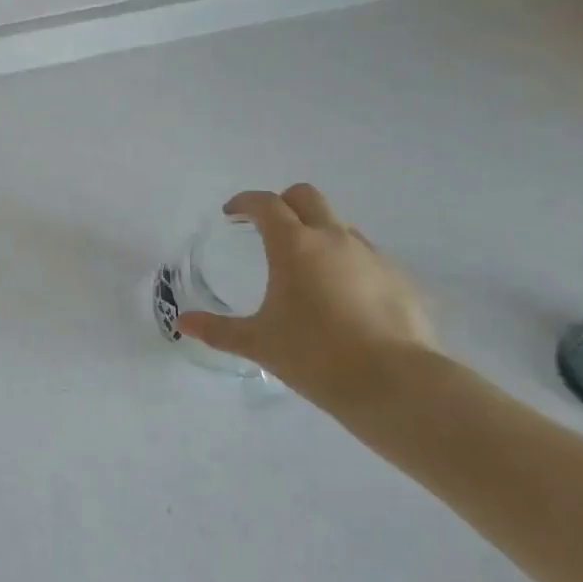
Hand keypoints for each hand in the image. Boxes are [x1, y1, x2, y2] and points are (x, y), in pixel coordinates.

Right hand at [176, 185, 438, 402]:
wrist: (397, 384)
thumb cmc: (317, 356)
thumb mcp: (259, 344)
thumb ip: (219, 330)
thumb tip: (183, 322)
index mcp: (294, 245)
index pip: (266, 203)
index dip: (245, 202)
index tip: (232, 213)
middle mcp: (333, 238)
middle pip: (306, 197)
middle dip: (283, 203)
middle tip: (267, 229)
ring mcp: (371, 255)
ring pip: (338, 224)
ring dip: (317, 231)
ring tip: (305, 267)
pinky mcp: (399, 278)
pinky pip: (365, 254)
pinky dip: (345, 260)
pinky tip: (341, 296)